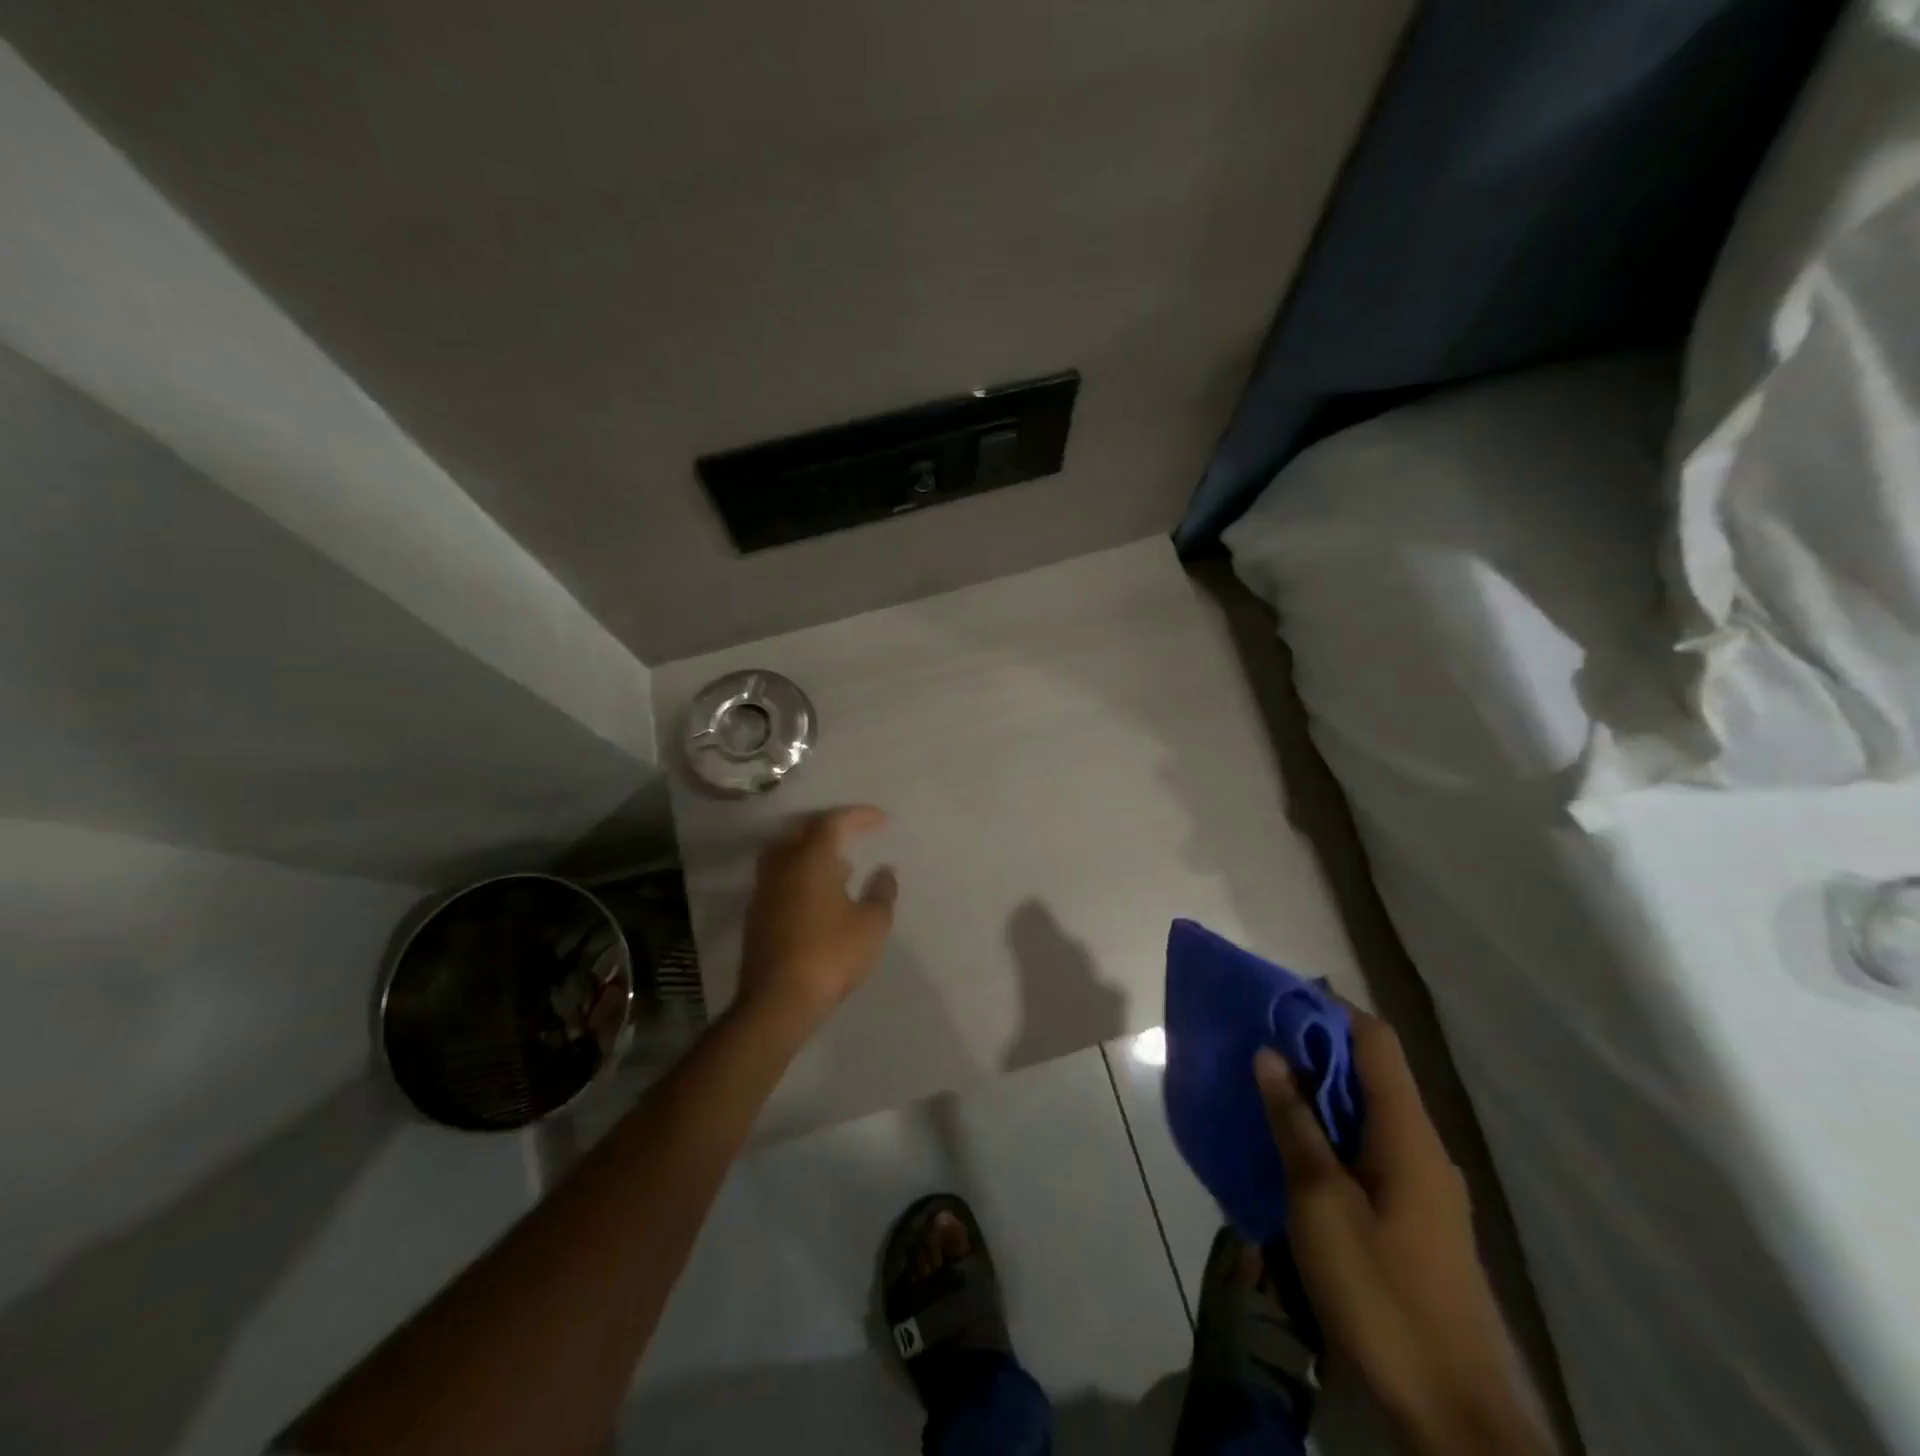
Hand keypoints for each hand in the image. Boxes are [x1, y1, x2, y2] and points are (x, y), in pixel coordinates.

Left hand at [736, 806, 897, 1031]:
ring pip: (787, 853)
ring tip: (840, 863)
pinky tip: (820, 893)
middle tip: (855, 832)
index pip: (833, 822)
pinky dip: (802, 872)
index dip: (858, 816)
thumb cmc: (830, 955)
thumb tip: (885, 871)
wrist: (777, 1000)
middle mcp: (783, 865)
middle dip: (831, 827)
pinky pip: (781, 876)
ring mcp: (765, 889)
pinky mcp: (757, 913)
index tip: (881, 819)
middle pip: (804, 831)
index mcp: (811, 859)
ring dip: (813, 850)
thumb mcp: (871, 925)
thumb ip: (882, 893)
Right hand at [1255, 1009, 1548, 1455]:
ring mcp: (1423, 1186)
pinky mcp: (1415, 1218)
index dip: (1330, 1009)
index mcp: (1408, 1134)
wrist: (1453, 1412)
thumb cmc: (1382, 1293)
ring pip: (1367, 1113)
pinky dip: (1331, 1133)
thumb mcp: (1321, 1203)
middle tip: (1258, 1044)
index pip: (1376, 1041)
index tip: (1278, 1000)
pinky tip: (1295, 1151)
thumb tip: (1270, 1054)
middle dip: (1314, 1050)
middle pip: (1371, 1073)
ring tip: (1266, 1090)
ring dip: (1319, 1094)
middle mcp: (1422, 1148)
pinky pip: (1369, 1150)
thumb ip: (1295, 1124)